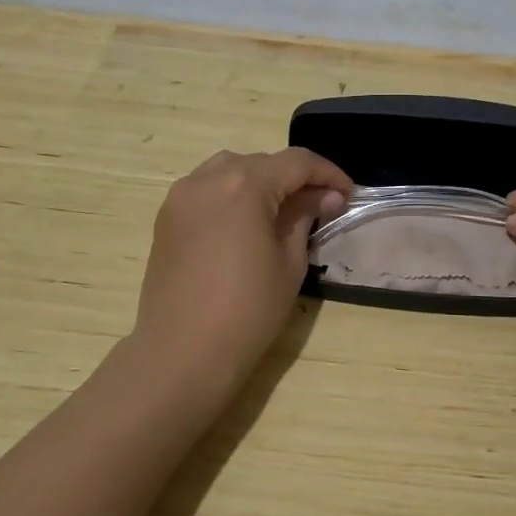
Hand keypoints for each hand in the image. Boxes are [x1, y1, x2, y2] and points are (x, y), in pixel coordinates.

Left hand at [133, 148, 351, 391]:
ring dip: (261, 181)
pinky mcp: (167, 217)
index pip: (296, 162)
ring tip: (283, 209)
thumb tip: (326, 196)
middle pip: (262, 162)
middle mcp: (208, 179)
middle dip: (295, 178)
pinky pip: (206, 189)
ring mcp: (181, 196)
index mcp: (244, 185)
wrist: (182, 352)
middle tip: (321, 204)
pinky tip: (246, 220)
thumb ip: (306, 217)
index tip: (348, 193)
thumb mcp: (290, 262)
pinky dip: (232, 193)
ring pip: (230, 169)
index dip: (328, 173)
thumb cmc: (247, 310)